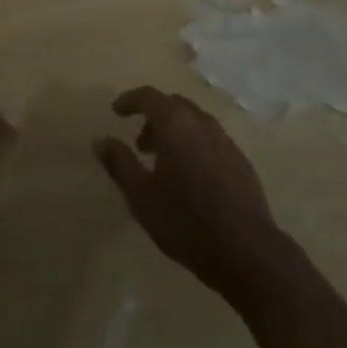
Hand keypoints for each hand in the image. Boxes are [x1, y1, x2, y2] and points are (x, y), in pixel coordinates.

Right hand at [94, 86, 289, 296]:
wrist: (246, 250)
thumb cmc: (185, 221)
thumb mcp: (141, 196)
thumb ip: (119, 163)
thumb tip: (100, 140)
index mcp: (175, 123)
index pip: (148, 96)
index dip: (130, 100)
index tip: (116, 111)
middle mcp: (201, 122)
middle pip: (173, 106)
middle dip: (153, 118)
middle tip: (140, 145)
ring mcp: (224, 139)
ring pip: (193, 122)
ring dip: (174, 132)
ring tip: (163, 165)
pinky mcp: (240, 159)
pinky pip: (210, 140)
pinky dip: (194, 145)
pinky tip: (191, 178)